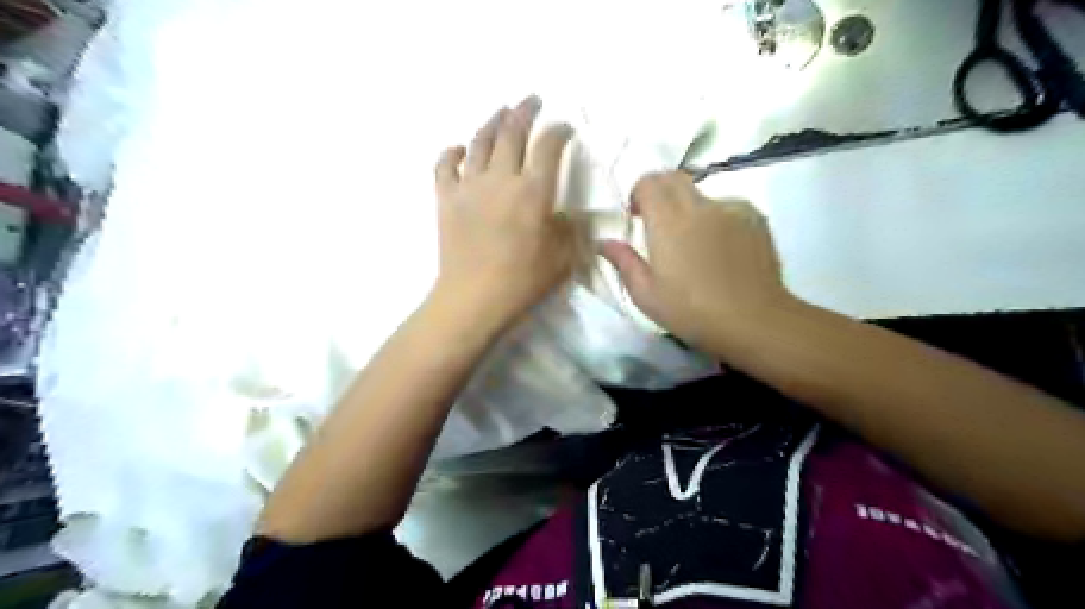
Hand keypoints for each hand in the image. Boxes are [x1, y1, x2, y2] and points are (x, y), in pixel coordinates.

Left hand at [433, 95, 576, 330]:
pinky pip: (445, 165)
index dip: (559, 131)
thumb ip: (569, 229)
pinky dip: (452, 152)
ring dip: (492, 122)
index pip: (549, 147)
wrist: (474, 298)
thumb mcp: (563, 258)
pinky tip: (459, 149)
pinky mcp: (446, 198)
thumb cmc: (524, 281)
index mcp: (534, 191)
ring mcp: (469, 186)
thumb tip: (566, 213)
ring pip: (480, 142)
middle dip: (525, 111)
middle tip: (532, 100)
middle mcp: (501, 179)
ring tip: (501, 112)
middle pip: (512, 133)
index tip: (565, 127)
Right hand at [602, 171, 794, 359]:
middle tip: (658, 223)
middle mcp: (699, 206)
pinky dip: (717, 219)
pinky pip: (727, 207)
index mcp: (668, 222)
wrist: (753, 322)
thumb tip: (605, 242)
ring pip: (701, 194)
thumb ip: (623, 262)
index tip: (636, 217)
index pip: (648, 182)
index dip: (638, 194)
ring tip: (694, 244)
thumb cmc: (691, 312)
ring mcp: (731, 209)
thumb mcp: (646, 295)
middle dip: (660, 192)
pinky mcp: (755, 218)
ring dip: (689, 208)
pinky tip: (721, 250)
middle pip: (674, 177)